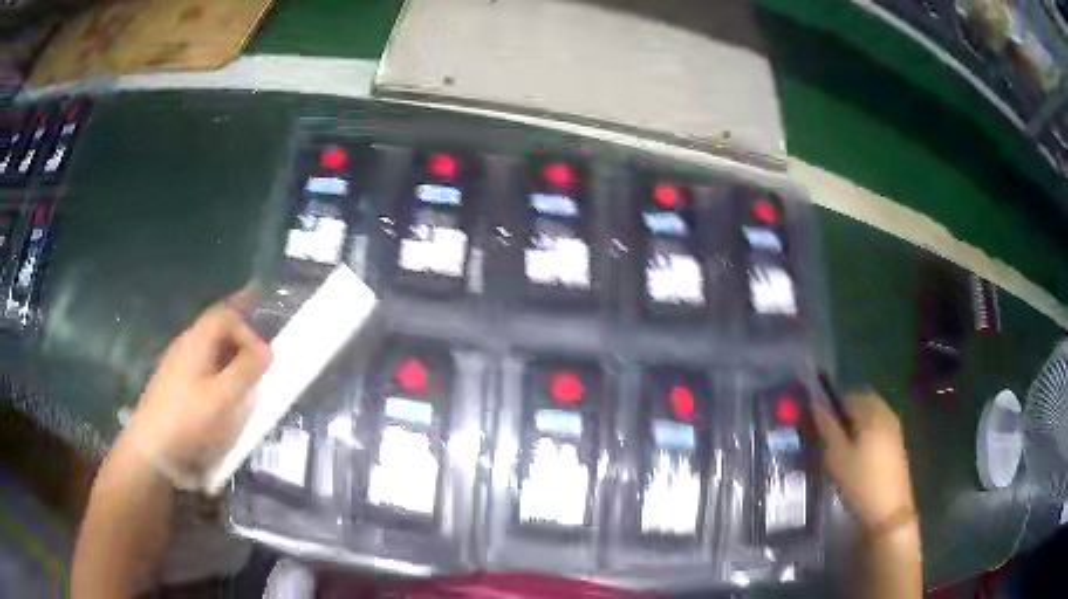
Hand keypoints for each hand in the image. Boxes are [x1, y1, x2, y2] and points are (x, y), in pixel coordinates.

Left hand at [126, 291, 271, 480]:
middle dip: (240, 332)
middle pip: (216, 326)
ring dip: (230, 353)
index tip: (265, 357)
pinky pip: (202, 367)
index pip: (226, 314)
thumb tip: (266, 350)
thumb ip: (246, 370)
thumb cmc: (189, 420)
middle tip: (261, 348)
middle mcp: (186, 345)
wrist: (152, 449)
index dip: (248, 328)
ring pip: (209, 348)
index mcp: (196, 341)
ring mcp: (177, 365)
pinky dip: (219, 371)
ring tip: (247, 374)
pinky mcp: (175, 385)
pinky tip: (224, 392)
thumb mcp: (223, 397)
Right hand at [813, 391, 914, 531]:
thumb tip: (815, 404)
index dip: (832, 406)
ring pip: (872, 415)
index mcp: (872, 412)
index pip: (849, 396)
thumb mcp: (837, 457)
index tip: (820, 425)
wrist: (889, 509)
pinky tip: (858, 455)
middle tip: (830, 435)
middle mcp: (886, 413)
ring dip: (857, 424)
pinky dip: (867, 433)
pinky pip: (879, 427)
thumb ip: (827, 428)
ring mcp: (894, 428)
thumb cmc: (861, 481)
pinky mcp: (897, 443)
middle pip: (863, 402)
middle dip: (846, 414)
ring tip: (842, 447)